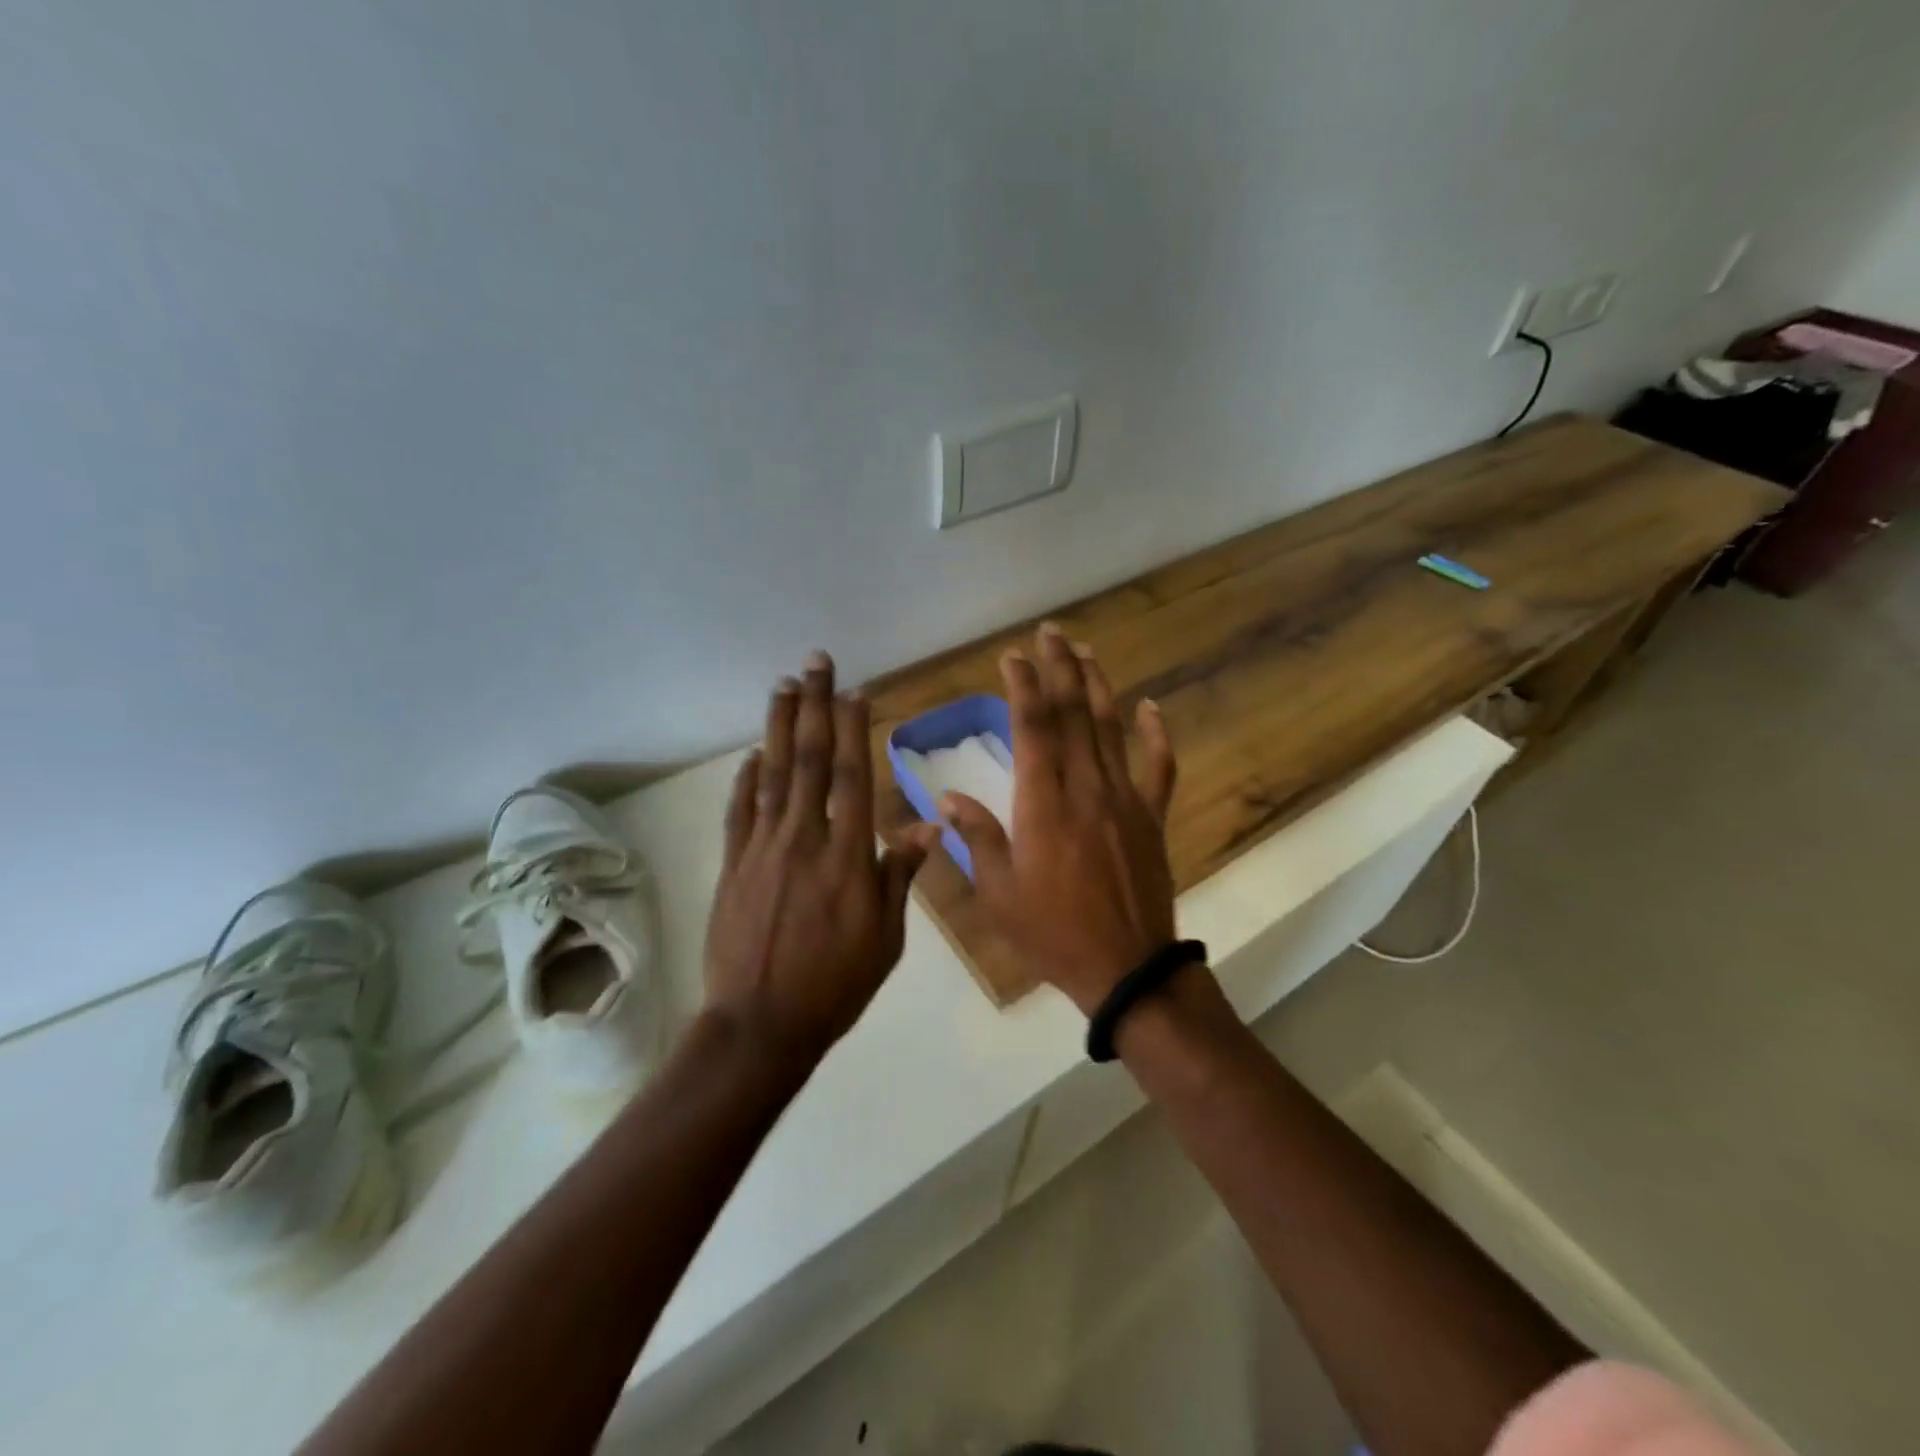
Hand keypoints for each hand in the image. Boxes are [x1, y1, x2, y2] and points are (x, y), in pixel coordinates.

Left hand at [704, 652, 940, 1063]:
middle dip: (815, 706)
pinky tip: (753, 754)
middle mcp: (803, 840)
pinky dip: (746, 778)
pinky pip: (740, 811)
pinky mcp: (733, 865)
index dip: (854, 729)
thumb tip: (926, 825)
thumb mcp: (885, 938)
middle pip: (810, 760)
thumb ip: (898, 875)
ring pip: (772, 774)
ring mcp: (762, 849)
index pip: (852, 777)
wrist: (760, 1024)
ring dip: (778, 727)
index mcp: (846, 857)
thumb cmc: (835, 985)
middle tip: (816, 662)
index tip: (856, 691)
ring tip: (783, 686)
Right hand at [941, 624, 1178, 1015]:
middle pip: (1073, 714)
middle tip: (1050, 632)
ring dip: (1098, 686)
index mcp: (1043, 804)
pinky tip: (1151, 706)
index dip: (1023, 686)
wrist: (1126, 969)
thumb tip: (946, 799)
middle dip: (1060, 668)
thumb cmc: (1052, 933)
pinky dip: (1157, 734)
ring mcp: (1124, 800)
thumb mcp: (998, 892)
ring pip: (1111, 729)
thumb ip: (976, 838)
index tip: (1013, 656)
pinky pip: (1159, 768)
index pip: (1032, 728)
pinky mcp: (1151, 818)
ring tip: (1086, 651)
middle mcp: (1085, 789)